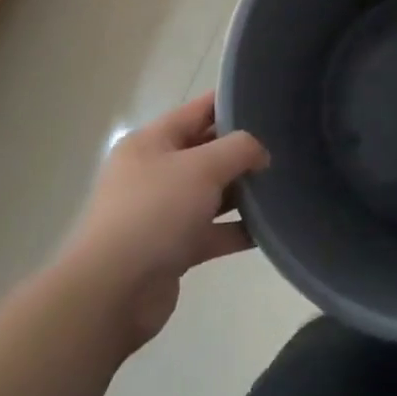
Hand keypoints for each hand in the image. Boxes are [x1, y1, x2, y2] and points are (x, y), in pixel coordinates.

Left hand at [65, 93, 268, 351]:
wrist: (113, 293)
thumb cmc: (155, 212)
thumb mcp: (202, 167)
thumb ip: (239, 149)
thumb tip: (260, 154)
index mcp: (152, 142)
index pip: (198, 110)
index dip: (232, 103)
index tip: (268, 102)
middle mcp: (154, 172)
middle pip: (206, 152)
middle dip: (241, 151)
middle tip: (283, 148)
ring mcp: (162, 212)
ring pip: (210, 193)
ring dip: (242, 193)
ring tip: (282, 187)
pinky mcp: (171, 249)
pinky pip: (211, 231)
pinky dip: (236, 230)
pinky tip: (268, 230)